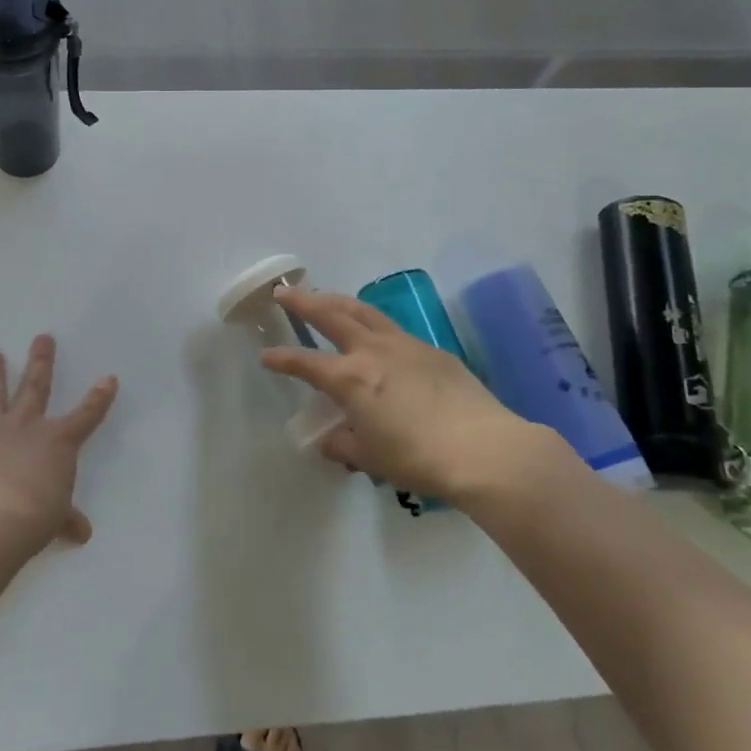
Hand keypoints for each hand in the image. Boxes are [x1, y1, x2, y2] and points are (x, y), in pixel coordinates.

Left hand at [0, 335, 117, 555]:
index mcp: (57, 441)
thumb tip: (82, 533)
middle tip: (42, 338)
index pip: (86, 415)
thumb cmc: (36, 514)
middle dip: (40, 362)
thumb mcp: (56, 518)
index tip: (109, 378)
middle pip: (35, 387)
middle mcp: (25, 428)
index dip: (99, 398)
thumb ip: (66, 519)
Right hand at [261, 286, 567, 503]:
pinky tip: (375, 333)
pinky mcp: (431, 350)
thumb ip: (343, 444)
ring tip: (325, 296)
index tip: (266, 356)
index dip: (282, 359)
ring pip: (363, 311)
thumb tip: (329, 439)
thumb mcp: (371, 458)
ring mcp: (404, 345)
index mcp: (350, 378)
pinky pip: (393, 328)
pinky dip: (373, 323)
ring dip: (338, 300)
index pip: (305, 363)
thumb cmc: (418, 458)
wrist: (484, 449)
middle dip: (304, 302)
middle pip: (331, 315)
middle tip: (285, 292)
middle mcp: (372, 351)